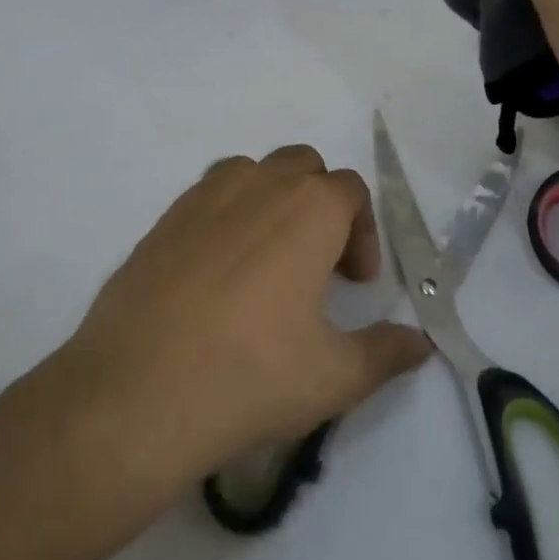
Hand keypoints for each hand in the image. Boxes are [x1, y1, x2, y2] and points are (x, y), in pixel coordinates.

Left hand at [47, 146, 430, 504]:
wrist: (137, 393)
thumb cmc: (249, 377)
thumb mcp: (335, 376)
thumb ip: (387, 352)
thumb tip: (421, 343)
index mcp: (306, 209)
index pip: (350, 189)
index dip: (364, 232)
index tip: (357, 283)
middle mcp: (255, 187)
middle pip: (301, 165)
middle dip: (321, 203)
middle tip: (318, 265)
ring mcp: (200, 199)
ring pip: (250, 172)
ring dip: (271, 200)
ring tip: (268, 260)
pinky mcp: (160, 222)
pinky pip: (205, 197)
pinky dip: (225, 216)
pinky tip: (216, 276)